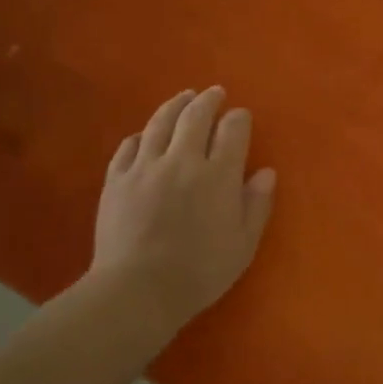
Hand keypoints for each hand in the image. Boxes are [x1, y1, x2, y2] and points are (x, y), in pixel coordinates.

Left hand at [92, 87, 276, 332]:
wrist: (137, 290)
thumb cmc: (200, 272)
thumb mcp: (243, 245)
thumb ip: (256, 204)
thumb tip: (266, 171)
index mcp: (218, 175)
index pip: (232, 131)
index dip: (238, 119)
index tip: (241, 116)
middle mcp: (182, 160)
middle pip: (195, 116)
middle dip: (208, 100)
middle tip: (214, 93)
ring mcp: (145, 166)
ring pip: (160, 122)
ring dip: (175, 105)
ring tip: (183, 97)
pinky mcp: (116, 179)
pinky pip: (129, 146)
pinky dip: (142, 134)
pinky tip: (145, 134)